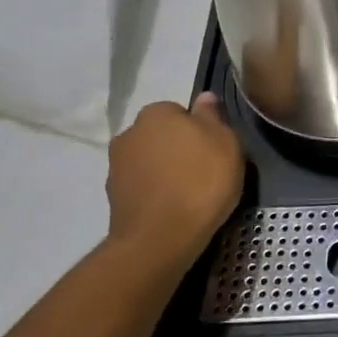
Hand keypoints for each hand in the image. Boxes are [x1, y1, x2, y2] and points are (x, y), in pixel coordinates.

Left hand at [105, 94, 245, 272]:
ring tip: (188, 194)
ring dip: (164, 171)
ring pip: (149, 161)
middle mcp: (129, 133)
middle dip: (178, 148)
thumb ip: (213, 116)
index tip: (213, 151)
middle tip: (203, 171)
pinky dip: (154, 193)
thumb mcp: (225, 143)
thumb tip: (205, 97)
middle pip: (161, 135)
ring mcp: (116, 166)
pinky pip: (141, 186)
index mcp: (156, 113)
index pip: (180, 112)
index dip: (199, 130)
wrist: (160, 239)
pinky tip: (172, 209)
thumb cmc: (200, 182)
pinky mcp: (112, 197)